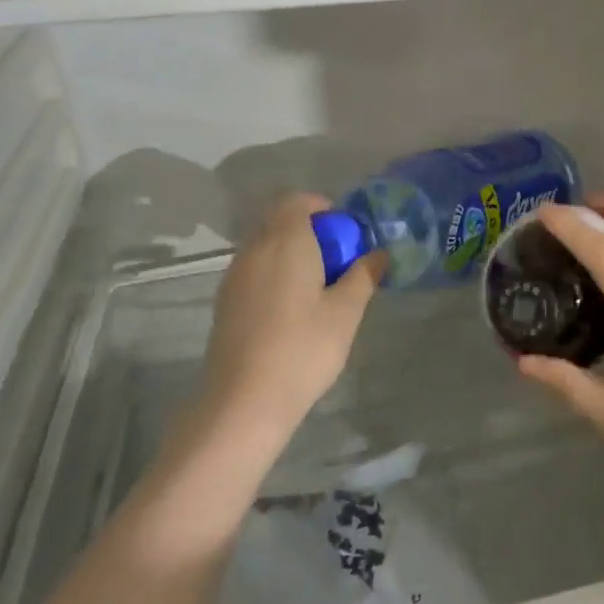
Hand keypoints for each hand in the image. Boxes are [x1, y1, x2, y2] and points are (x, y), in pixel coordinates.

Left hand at [201, 193, 386, 435]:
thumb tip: (378, 254)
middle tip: (338, 262)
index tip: (345, 233)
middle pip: (280, 222)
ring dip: (292, 254)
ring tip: (319, 288)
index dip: (322, 208)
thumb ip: (363, 276)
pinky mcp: (226, 302)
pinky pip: (255, 271)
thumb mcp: (346, 312)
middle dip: (310, 232)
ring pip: (266, 247)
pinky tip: (293, 310)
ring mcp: (234, 276)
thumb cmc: (303, 349)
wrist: (243, 401)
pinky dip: (276, 274)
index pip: (297, 201)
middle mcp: (254, 250)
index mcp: (285, 242)